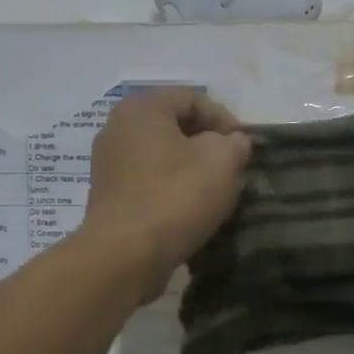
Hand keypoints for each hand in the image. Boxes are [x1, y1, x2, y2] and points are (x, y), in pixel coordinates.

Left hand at [82, 88, 251, 299]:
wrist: (125, 256)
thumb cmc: (175, 197)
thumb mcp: (222, 161)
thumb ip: (235, 143)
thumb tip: (233, 143)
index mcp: (141, 108)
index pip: (193, 98)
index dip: (226, 119)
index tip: (245, 149)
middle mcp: (117, 128)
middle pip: (175, 126)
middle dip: (208, 145)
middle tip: (233, 169)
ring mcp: (108, 164)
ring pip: (163, 156)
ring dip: (192, 170)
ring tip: (215, 193)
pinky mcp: (109, 196)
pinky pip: (149, 182)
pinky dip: (172, 190)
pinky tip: (189, 211)